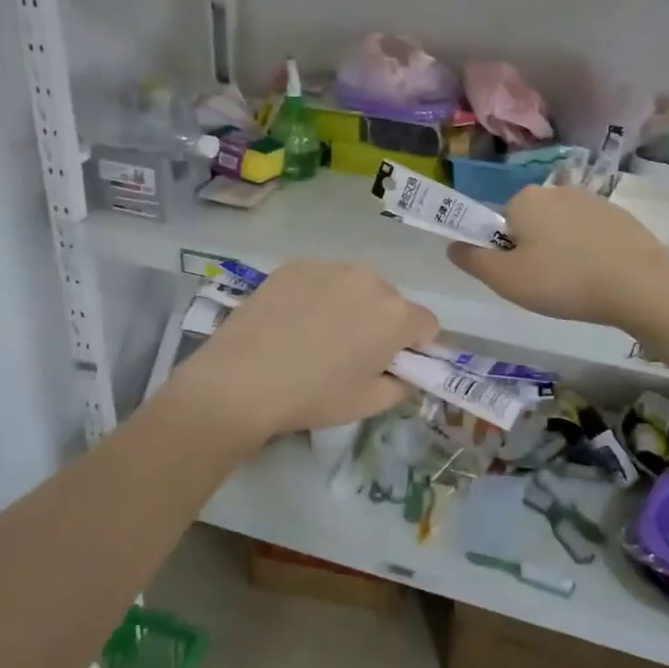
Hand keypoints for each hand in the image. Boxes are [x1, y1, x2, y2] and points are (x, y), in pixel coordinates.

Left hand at [165, 260, 439, 446]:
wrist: (241, 380)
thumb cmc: (312, 396)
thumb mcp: (368, 403)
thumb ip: (402, 384)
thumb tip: (405, 371)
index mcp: (396, 314)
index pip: (427, 324)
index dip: (414, 346)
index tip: (390, 364)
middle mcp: (370, 280)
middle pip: (392, 300)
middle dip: (381, 322)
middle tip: (350, 352)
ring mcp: (330, 266)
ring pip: (356, 286)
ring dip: (351, 305)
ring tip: (317, 334)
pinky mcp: (296, 264)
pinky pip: (322, 278)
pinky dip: (318, 295)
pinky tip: (292, 321)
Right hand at [446, 185, 668, 330]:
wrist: (641, 284)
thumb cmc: (564, 281)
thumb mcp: (506, 280)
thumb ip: (473, 261)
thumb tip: (452, 245)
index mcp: (524, 199)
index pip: (500, 223)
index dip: (505, 252)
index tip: (522, 277)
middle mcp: (556, 189)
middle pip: (530, 223)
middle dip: (534, 250)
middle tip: (547, 285)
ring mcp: (592, 199)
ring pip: (561, 229)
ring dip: (562, 251)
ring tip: (577, 284)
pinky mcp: (620, 215)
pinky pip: (590, 233)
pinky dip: (589, 251)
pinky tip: (601, 276)